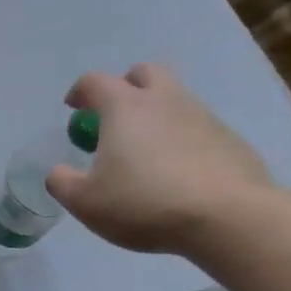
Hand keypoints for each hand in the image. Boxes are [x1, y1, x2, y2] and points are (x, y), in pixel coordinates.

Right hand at [45, 64, 275, 253]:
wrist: (229, 218)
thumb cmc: (145, 203)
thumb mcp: (86, 202)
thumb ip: (63, 183)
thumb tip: (59, 172)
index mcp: (125, 107)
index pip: (95, 81)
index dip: (80, 92)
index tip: (73, 109)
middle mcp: (165, 101)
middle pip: (144, 73)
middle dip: (126, 86)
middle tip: (115, 118)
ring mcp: (203, 117)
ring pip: (176, 100)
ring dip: (157, 115)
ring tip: (147, 154)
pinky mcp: (231, 140)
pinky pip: (200, 129)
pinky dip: (184, 141)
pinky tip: (179, 175)